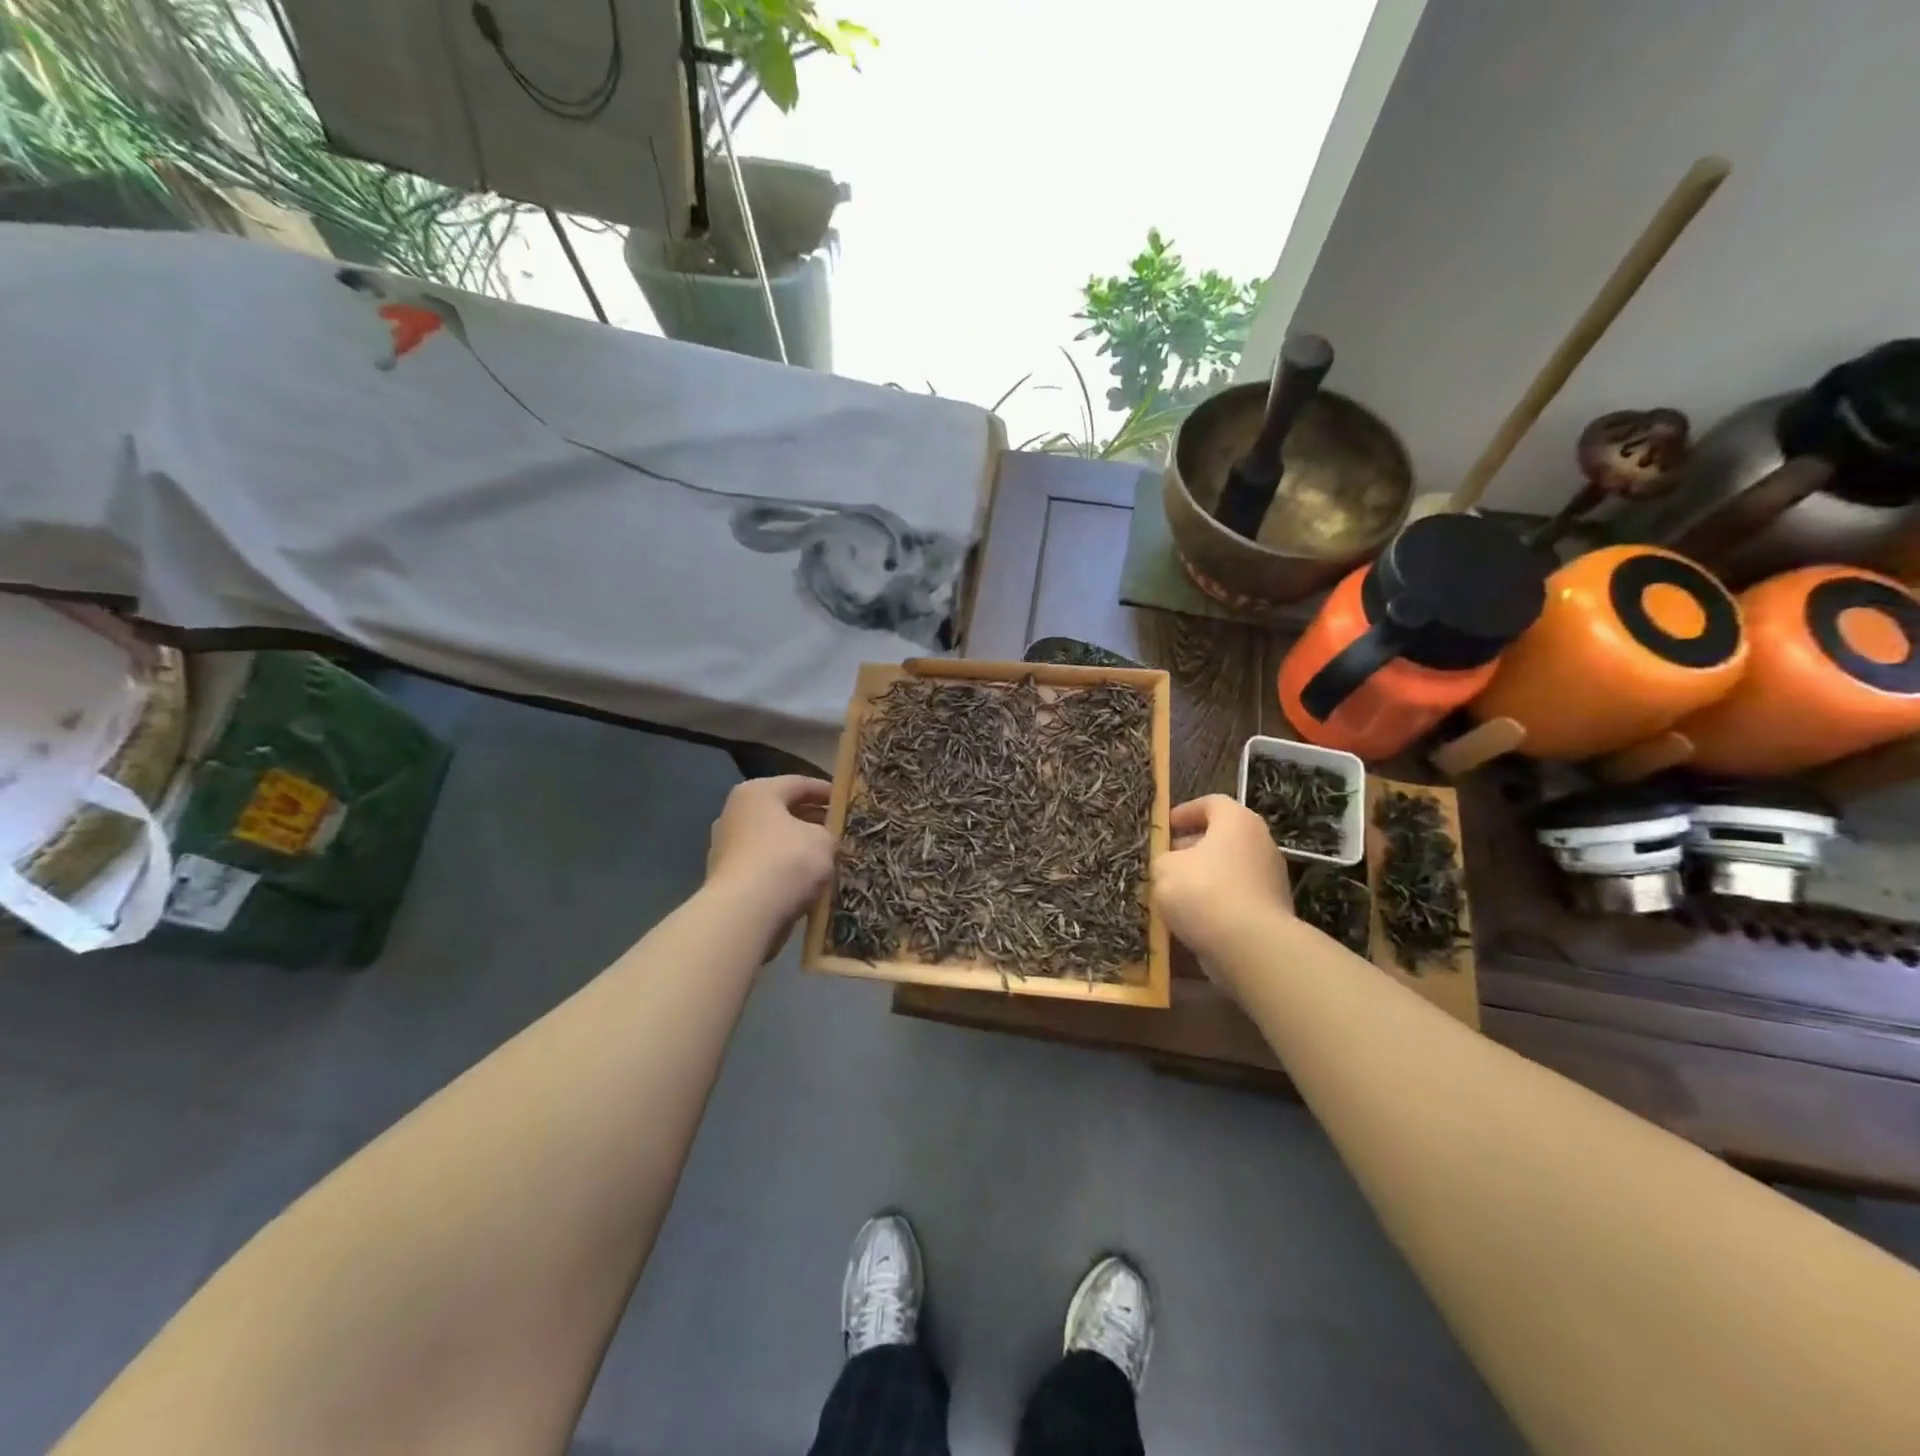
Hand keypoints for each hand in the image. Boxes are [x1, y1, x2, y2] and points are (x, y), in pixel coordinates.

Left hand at [706, 775, 835, 934]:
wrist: (744, 915)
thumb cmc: (787, 862)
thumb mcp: (824, 840)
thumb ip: (828, 832)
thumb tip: (824, 838)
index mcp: (758, 792)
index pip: (799, 783)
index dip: (827, 791)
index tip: (848, 802)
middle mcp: (736, 812)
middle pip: (783, 810)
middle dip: (812, 819)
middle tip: (840, 829)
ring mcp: (727, 845)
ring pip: (773, 839)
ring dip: (798, 845)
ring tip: (827, 856)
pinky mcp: (727, 876)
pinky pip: (765, 864)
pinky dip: (784, 868)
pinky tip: (806, 879)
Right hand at [1152, 795, 1290, 963]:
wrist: (1251, 947)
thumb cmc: (1204, 892)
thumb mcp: (1164, 868)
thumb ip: (1163, 859)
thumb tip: (1171, 864)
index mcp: (1237, 821)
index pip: (1212, 803)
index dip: (1185, 812)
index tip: (1165, 828)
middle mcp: (1261, 843)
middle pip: (1222, 837)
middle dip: (1191, 848)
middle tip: (1165, 862)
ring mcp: (1271, 878)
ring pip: (1229, 870)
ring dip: (1203, 878)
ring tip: (1174, 895)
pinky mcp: (1273, 910)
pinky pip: (1237, 898)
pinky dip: (1216, 903)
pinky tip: (1193, 919)